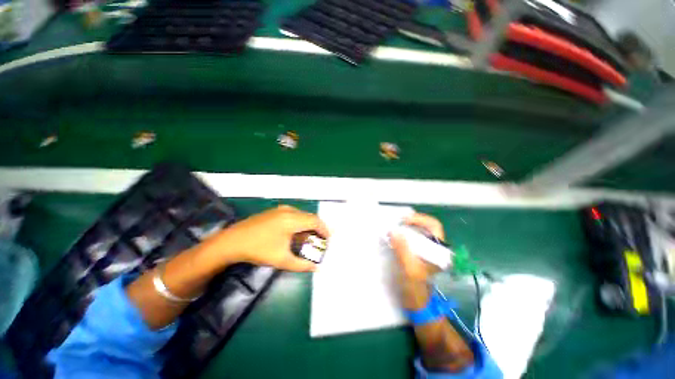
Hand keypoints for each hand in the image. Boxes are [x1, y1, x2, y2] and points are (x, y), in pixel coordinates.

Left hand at [210, 205, 329, 271]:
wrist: (232, 241)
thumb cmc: (259, 249)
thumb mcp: (281, 259)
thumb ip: (302, 264)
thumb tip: (316, 268)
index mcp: (292, 219)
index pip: (315, 221)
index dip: (324, 230)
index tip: (328, 240)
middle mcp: (289, 211)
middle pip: (310, 217)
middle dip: (317, 228)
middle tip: (320, 240)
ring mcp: (280, 209)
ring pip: (302, 215)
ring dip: (308, 226)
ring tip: (309, 238)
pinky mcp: (274, 211)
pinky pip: (293, 215)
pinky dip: (299, 223)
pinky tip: (295, 234)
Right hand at [388, 213, 445, 309]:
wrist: (417, 305)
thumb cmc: (416, 289)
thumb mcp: (409, 270)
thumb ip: (403, 250)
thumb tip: (394, 231)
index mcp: (439, 251)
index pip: (433, 226)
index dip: (420, 219)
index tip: (404, 220)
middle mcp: (435, 248)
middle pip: (426, 226)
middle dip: (411, 221)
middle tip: (396, 221)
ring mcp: (427, 251)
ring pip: (419, 232)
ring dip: (406, 227)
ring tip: (394, 227)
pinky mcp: (419, 254)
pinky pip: (412, 238)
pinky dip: (403, 234)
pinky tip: (395, 236)